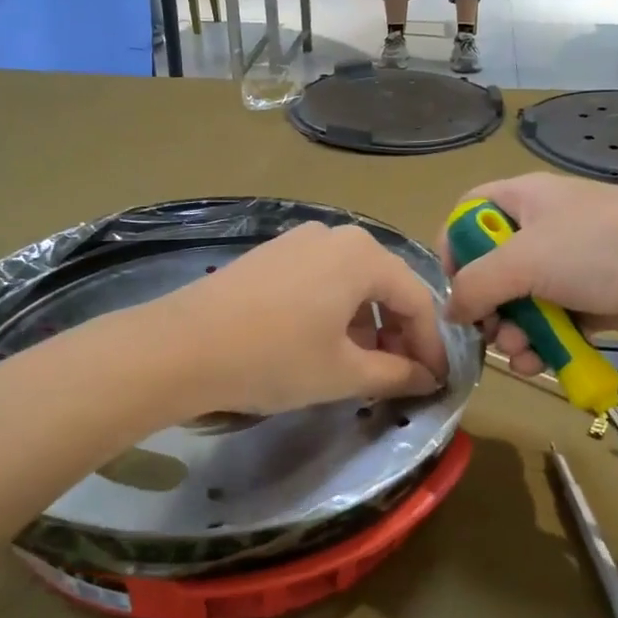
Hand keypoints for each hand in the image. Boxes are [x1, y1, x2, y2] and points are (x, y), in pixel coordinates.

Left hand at [154, 224, 449, 415]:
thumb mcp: (343, 373)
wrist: (181, 347)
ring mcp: (297, 241)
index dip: (432, 346)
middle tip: (400, 377)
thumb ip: (395, 374)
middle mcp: (335, 235)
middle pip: (385, 287)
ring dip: (366, 326)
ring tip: (359, 367)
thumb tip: (426, 378)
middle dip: (398, 334)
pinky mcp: (270, 255)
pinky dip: (334, 313)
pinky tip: (321, 345)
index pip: (417, 301)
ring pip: (351, 284)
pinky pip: (320, 281)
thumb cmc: (275, 358)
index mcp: (363, 255)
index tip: (436, 382)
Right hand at [438, 173, 617, 367]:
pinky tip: (540, 363)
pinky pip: (553, 320)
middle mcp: (547, 225)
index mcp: (527, 197)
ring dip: (512, 333)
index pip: (471, 210)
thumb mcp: (523, 261)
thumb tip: (451, 311)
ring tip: (520, 354)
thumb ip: (474, 285)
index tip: (453, 284)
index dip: (454, 245)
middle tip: (490, 332)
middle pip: (493, 265)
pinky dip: (542, 342)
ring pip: (522, 300)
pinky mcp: (595, 298)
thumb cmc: (599, 250)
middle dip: (486, 306)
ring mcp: (574, 263)